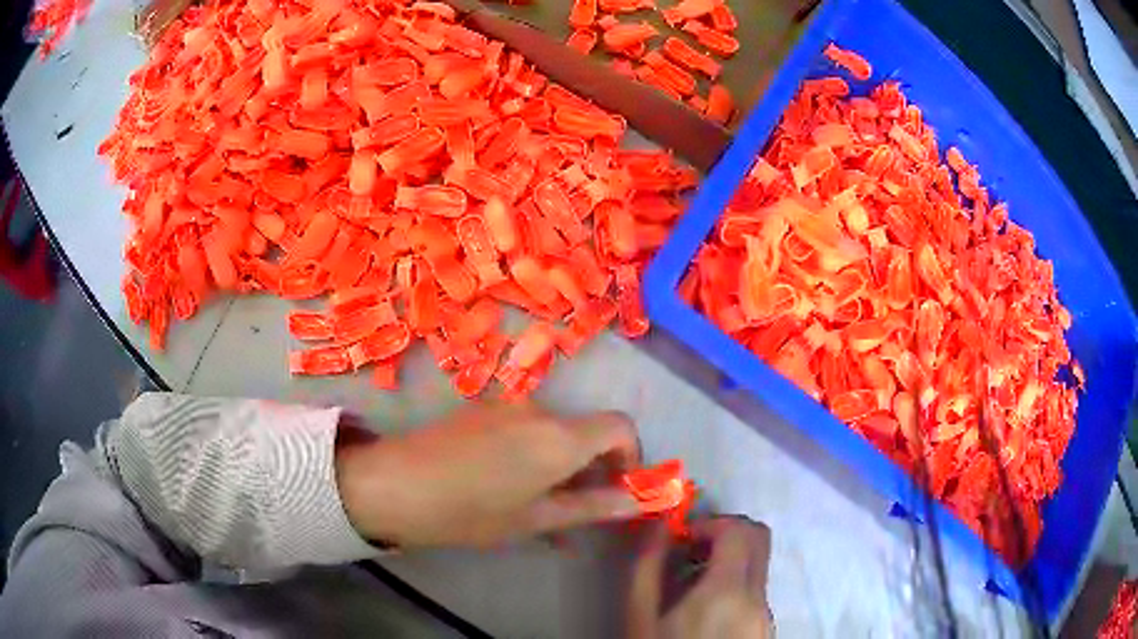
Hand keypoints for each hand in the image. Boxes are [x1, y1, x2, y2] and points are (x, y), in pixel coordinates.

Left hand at [335, 403, 641, 546]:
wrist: (395, 484)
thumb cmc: (471, 512)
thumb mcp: (536, 519)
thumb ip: (592, 507)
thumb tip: (637, 501)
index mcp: (560, 436)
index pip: (621, 426)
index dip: (631, 456)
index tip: (619, 489)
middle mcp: (540, 410)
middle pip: (585, 431)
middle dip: (592, 469)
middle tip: (577, 512)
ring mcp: (507, 406)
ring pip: (553, 435)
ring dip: (559, 467)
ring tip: (539, 510)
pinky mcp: (482, 410)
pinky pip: (524, 431)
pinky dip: (532, 456)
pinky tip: (508, 489)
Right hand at [628, 517, 773, 638]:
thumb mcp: (639, 616)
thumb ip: (648, 566)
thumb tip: (660, 525)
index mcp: (727, 592)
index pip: (740, 530)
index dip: (711, 523)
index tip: (683, 540)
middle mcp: (758, 598)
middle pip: (759, 540)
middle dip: (725, 534)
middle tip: (690, 552)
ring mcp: (767, 615)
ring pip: (758, 566)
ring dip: (728, 561)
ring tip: (689, 589)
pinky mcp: (767, 630)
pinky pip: (757, 592)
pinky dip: (734, 585)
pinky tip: (704, 612)